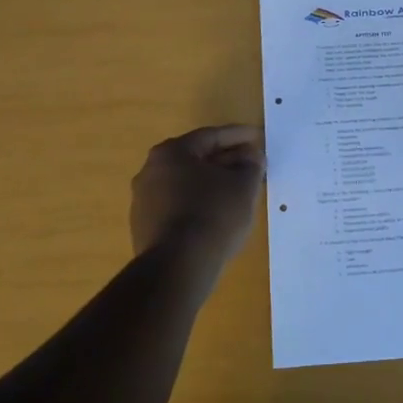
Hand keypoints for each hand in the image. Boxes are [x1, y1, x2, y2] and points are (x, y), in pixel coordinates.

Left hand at [130, 125, 265, 267]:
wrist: (178, 267)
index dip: (238, 136)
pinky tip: (218, 215)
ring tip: (238, 191)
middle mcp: (151, 171)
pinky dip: (199, 204)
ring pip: (186, 184)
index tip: (258, 137)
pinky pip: (178, 207)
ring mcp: (144, 202)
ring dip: (212, 184)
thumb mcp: (243, 185)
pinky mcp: (144, 228)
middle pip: (196, 159)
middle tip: (252, 164)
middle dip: (226, 160)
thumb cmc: (213, 214)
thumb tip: (252, 157)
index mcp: (171, 153)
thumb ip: (251, 165)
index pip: (210, 136)